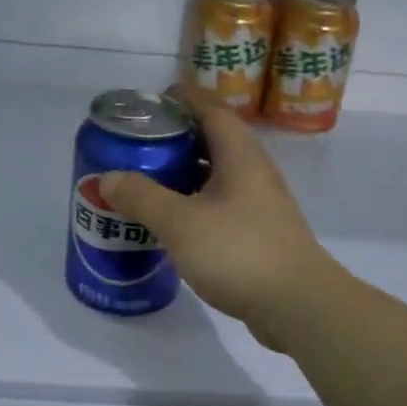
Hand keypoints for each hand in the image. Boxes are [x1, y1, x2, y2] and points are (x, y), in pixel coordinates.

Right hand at [99, 83, 338, 340]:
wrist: (299, 306)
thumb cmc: (239, 252)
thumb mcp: (180, 222)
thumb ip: (141, 197)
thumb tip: (107, 178)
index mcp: (240, 156)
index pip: (212, 110)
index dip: (184, 99)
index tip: (154, 100)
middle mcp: (255, 172)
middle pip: (214, 141)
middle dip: (178, 138)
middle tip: (140, 145)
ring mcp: (261, 205)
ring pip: (218, 176)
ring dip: (185, 174)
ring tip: (148, 182)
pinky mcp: (260, 234)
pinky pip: (222, 206)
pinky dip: (196, 205)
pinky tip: (173, 224)